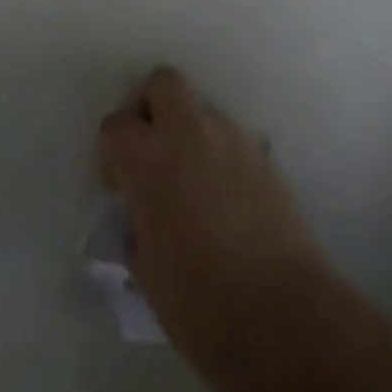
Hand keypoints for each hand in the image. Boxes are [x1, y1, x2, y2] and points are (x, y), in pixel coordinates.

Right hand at [98, 68, 330, 366]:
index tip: (120, 185)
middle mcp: (191, 133)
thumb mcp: (146, 270)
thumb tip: (140, 215)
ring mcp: (232, 136)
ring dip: (189, 132)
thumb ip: (136, 226)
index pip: (116, 125)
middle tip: (152, 153)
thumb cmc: (198, 301)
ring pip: (201, 109)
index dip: (112, 152)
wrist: (278, 309)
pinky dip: (219, 153)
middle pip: (164, 82)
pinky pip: (230, 137)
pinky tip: (224, 198)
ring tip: (193, 184)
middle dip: (151, 107)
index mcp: (151, 160)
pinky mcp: (263, 151)